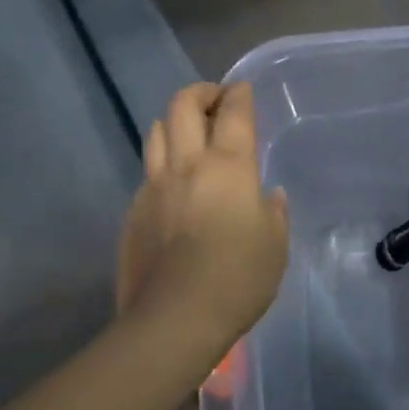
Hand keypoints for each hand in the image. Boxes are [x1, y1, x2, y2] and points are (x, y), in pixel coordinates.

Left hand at [117, 83, 288, 352]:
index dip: (238, 94)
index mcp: (228, 167)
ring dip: (173, 121)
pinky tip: (173, 185)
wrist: (174, 319)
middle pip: (182, 106)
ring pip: (155, 131)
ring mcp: (153, 186)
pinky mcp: (133, 211)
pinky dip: (162, 162)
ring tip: (188, 133)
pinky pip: (147, 171)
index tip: (241, 90)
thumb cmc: (238, 278)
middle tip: (214, 100)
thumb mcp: (275, 245)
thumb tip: (269, 196)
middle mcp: (187, 165)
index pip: (233, 113)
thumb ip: (274, 213)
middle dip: (200, 93)